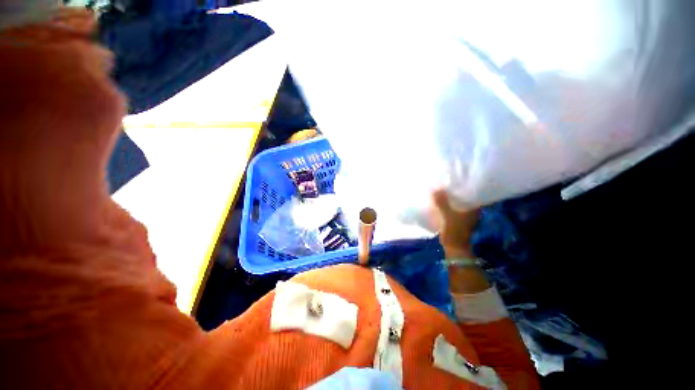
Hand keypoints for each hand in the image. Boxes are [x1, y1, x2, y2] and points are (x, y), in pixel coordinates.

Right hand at [432, 189, 478, 258]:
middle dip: (456, 191)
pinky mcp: (458, 220)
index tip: (456, 179)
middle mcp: (472, 211)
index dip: (464, 185)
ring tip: (442, 190)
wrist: (454, 247)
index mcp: (474, 208)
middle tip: (446, 183)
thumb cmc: (454, 230)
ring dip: (451, 198)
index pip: (472, 192)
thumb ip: (442, 202)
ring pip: (458, 203)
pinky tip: (441, 201)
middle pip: (464, 197)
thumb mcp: (447, 215)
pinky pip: (453, 208)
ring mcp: (465, 216)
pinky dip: (448, 205)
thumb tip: (436, 189)